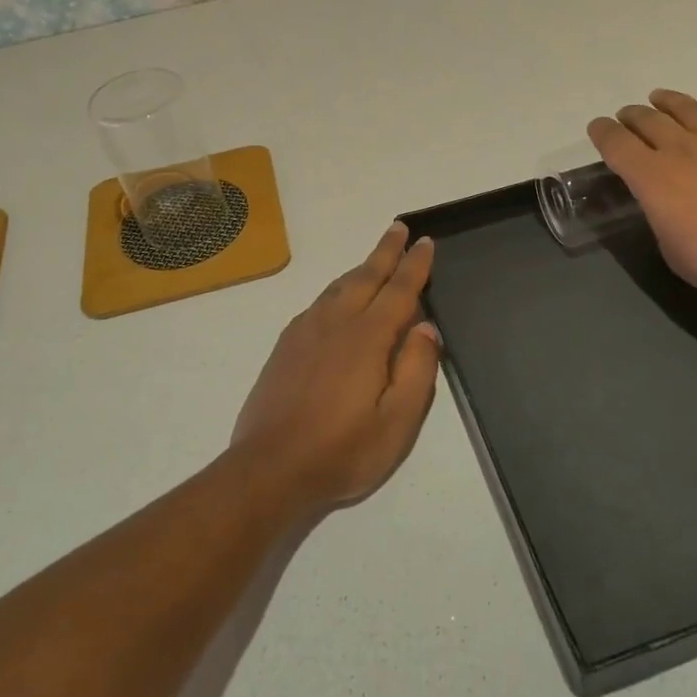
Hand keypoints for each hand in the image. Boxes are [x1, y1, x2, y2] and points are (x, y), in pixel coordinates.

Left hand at [230, 222, 441, 512]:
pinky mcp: (285, 346)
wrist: (269, 468)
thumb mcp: (397, 422)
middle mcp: (335, 323)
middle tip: (398, 227)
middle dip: (385, 251)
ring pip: (338, 287)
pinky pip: (317, 303)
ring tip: (374, 259)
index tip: (424, 241)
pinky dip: (336, 290)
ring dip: (360, 268)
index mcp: (367, 338)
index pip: (399, 290)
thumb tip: (427, 327)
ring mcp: (305, 332)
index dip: (414, 265)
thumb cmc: (342, 451)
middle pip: (365, 276)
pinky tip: (336, 299)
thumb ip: (417, 370)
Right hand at [588, 88, 696, 301]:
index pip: (616, 144)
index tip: (597, 128)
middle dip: (632, 116)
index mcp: (651, 177)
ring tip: (658, 97)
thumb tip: (666, 204)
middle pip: (649, 121)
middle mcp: (681, 150)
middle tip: (627, 116)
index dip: (602, 133)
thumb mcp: (669, 246)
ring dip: (668, 101)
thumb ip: (661, 216)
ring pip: (687, 109)